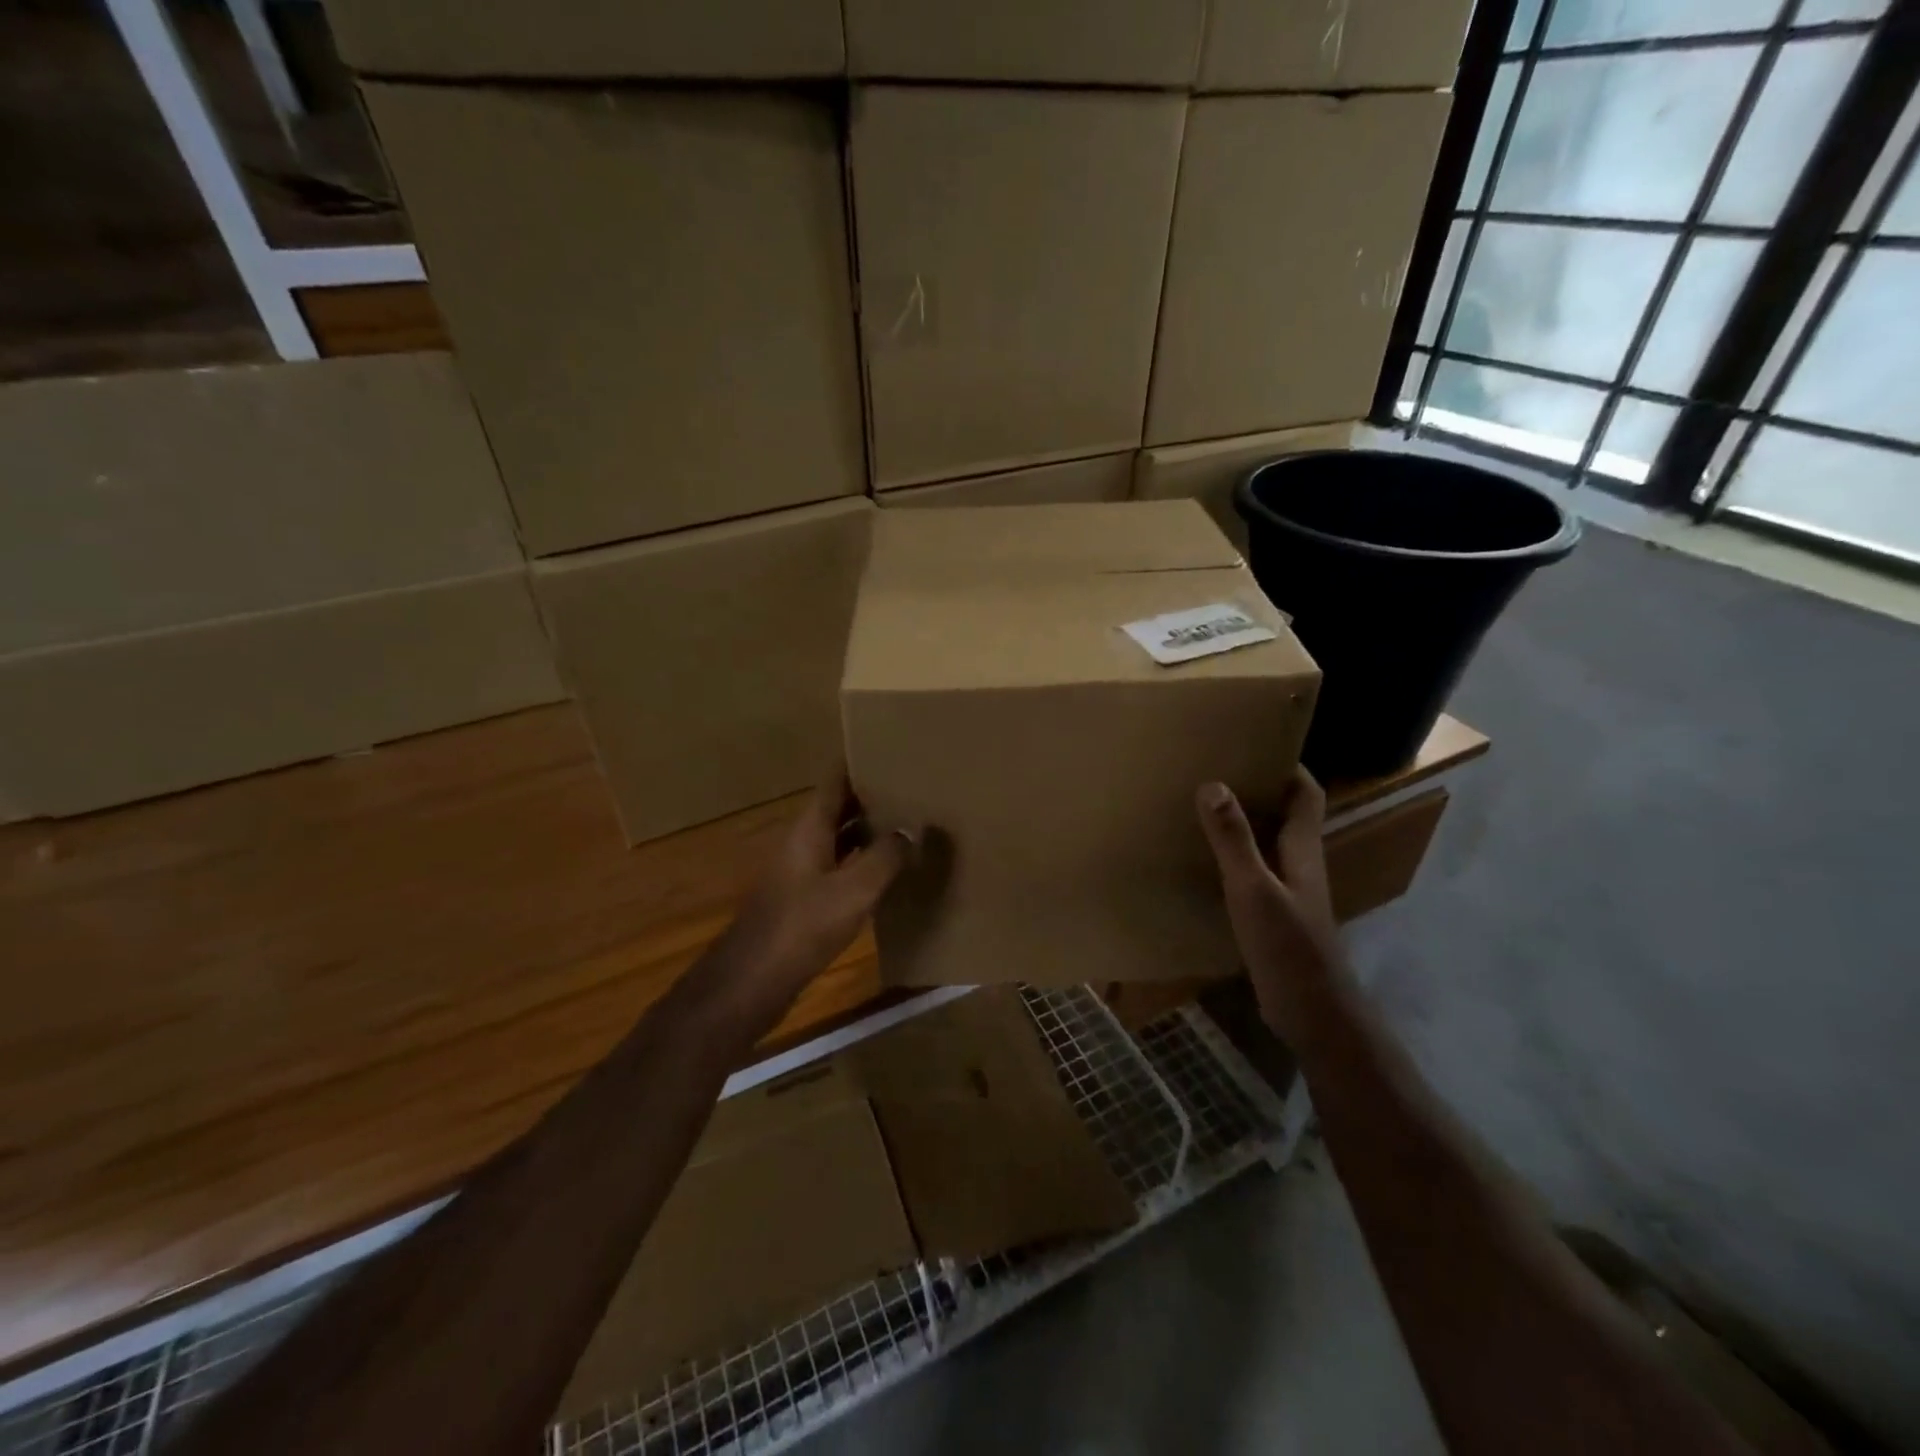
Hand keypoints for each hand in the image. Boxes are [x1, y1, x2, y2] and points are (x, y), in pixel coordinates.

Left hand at [705, 776, 913, 1027]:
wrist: (753, 981)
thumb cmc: (802, 926)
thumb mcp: (854, 890)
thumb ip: (886, 857)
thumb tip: (913, 829)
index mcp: (810, 828)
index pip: (835, 781)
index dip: (859, 762)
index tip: (891, 748)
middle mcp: (804, 842)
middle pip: (840, 807)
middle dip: (873, 795)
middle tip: (914, 786)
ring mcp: (802, 871)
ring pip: (841, 838)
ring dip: (870, 830)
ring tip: (910, 822)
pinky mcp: (805, 899)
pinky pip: (841, 867)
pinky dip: (864, 861)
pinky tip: (890, 871)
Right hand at [1196, 768, 1342, 1044]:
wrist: (1311, 1013)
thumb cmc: (1288, 947)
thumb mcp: (1254, 889)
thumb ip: (1234, 840)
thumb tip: (1213, 784)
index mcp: (1303, 849)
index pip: (1306, 794)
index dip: (1287, 766)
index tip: (1253, 744)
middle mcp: (1299, 863)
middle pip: (1285, 813)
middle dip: (1257, 788)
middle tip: (1214, 769)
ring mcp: (1288, 890)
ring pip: (1268, 842)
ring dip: (1243, 822)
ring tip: (1202, 805)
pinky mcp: (1273, 914)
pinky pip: (1253, 870)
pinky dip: (1233, 855)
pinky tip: (1203, 859)